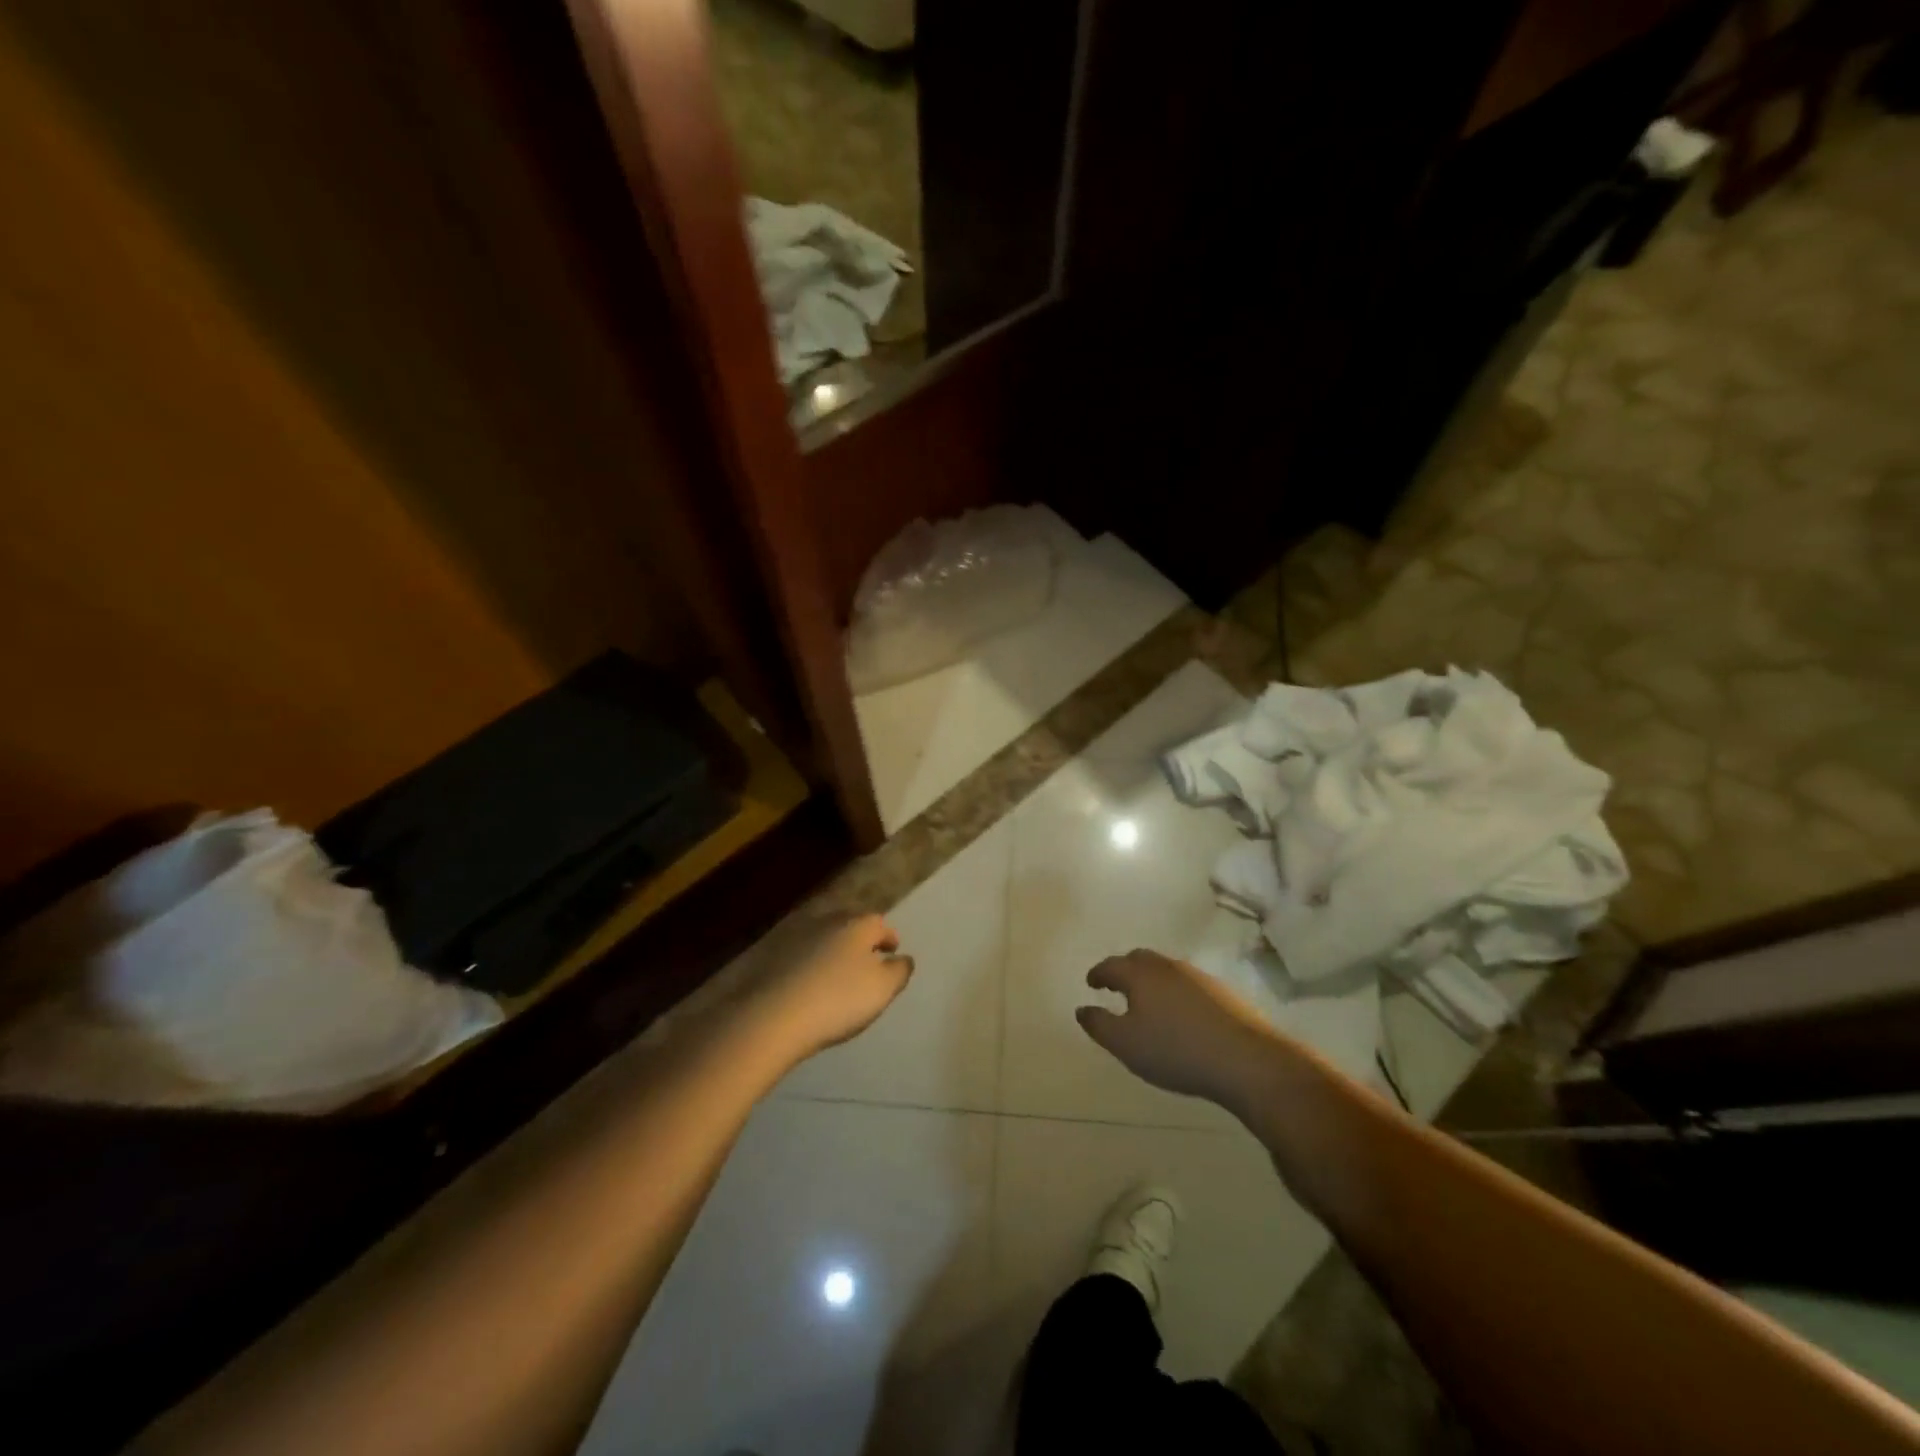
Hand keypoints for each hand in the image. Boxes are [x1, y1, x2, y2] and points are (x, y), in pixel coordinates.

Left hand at [744, 913, 912, 1062]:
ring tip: (835, 969)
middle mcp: (828, 918)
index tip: (893, 950)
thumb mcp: (882, 989)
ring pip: (822, 934)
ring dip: (831, 947)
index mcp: (858, 924)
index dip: (889, 938)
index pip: (880, 924)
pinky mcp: (770, 949)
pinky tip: (806, 977)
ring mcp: (795, 931)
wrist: (773, 1015)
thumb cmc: (838, 1000)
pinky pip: (798, 949)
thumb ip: (899, 971)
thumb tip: (904, 958)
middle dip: (860, 938)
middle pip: (850, 923)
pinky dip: (807, 958)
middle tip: (865, 958)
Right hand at [1076, 949, 1279, 1108]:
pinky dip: (1174, 991)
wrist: (1246, 1059)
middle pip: (1139, 959)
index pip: (1111, 966)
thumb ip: (1099, 1025)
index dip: (1098, 974)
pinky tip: (1179, 1014)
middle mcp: (1167, 967)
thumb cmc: (1176, 1051)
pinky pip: (1187, 983)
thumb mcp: (1126, 1045)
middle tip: (1115, 986)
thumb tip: (1082, 1008)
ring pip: (1165, 970)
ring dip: (1151, 980)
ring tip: (1146, 1002)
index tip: (1090, 983)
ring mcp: (1198, 976)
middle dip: (1124, 970)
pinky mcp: (1222, 992)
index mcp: (1140, 975)